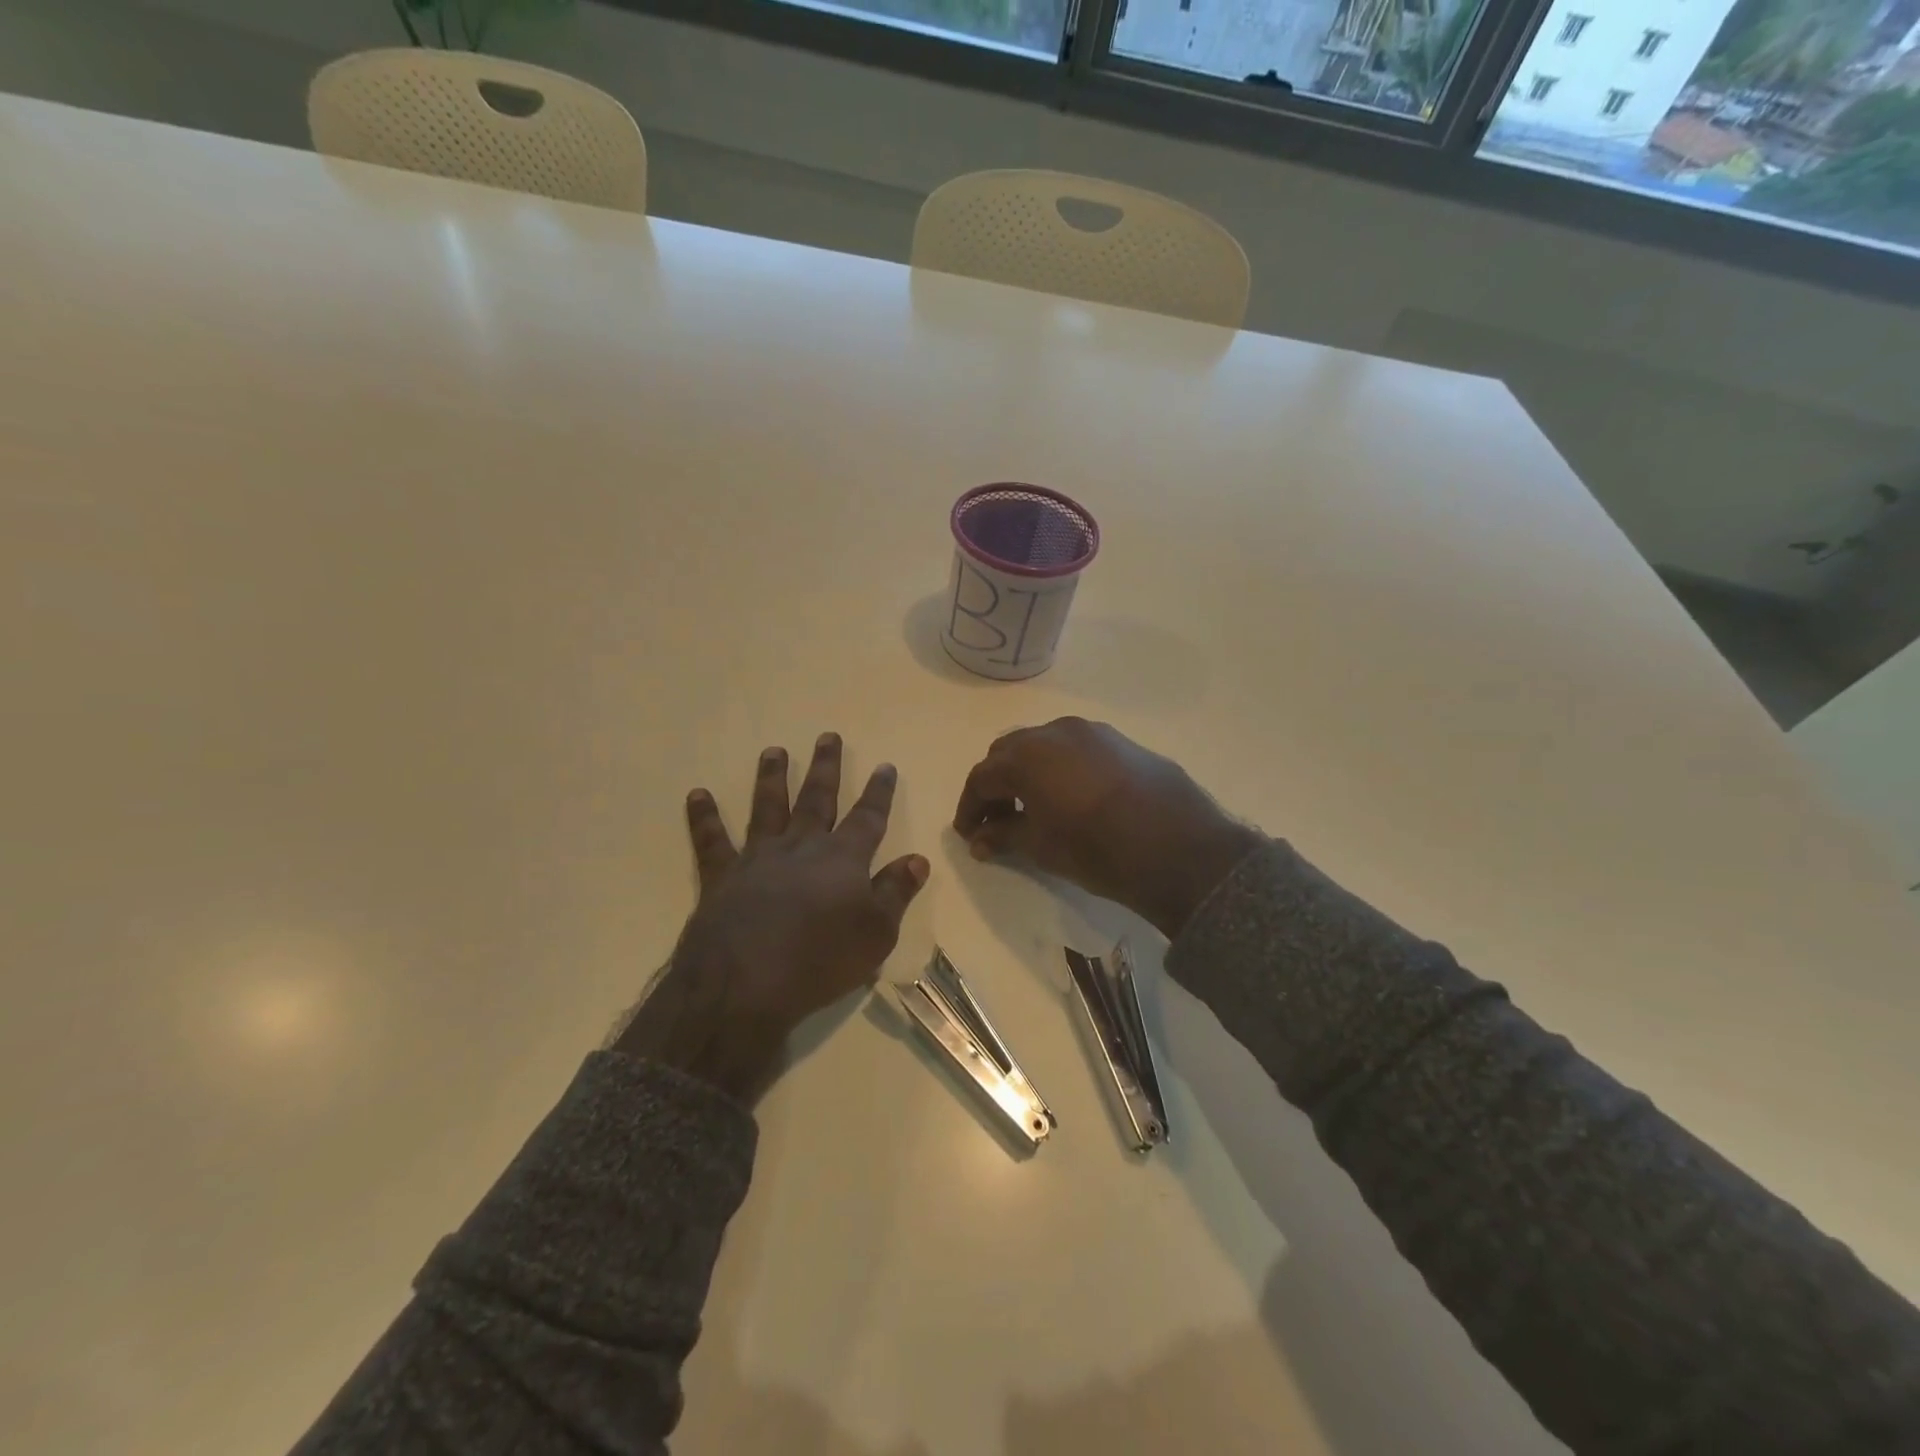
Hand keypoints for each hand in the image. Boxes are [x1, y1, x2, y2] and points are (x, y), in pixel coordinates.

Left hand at [615, 733, 928, 1103]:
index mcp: (842, 859)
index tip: (884, 766)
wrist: (743, 985)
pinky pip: (712, 840)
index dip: (879, 792)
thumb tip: (917, 859)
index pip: (868, 818)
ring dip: (772, 777)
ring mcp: (759, 857)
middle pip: (817, 799)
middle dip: (825, 767)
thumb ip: (895, 892)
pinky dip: (704, 817)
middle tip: (827, 736)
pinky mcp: (722, 876)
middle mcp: (801, 847)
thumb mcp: (875, 933)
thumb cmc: (819, 960)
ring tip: (773, 751)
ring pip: (768, 807)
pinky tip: (697, 795)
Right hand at [953, 718, 1260, 938]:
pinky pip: (1076, 749)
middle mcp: (1055, 732)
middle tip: (997, 820)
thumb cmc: (1098, 850)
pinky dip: (1060, 769)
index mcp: (1027, 755)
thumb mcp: (1042, 847)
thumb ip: (1004, 835)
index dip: (970, 807)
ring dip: (1028, 773)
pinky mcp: (1121, 741)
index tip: (968, 833)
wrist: (1180, 848)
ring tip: (1033, 808)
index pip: (982, 777)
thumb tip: (980, 839)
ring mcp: (1092, 732)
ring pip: (1044, 746)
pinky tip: (1070, 797)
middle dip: (997, 785)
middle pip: (1009, 753)